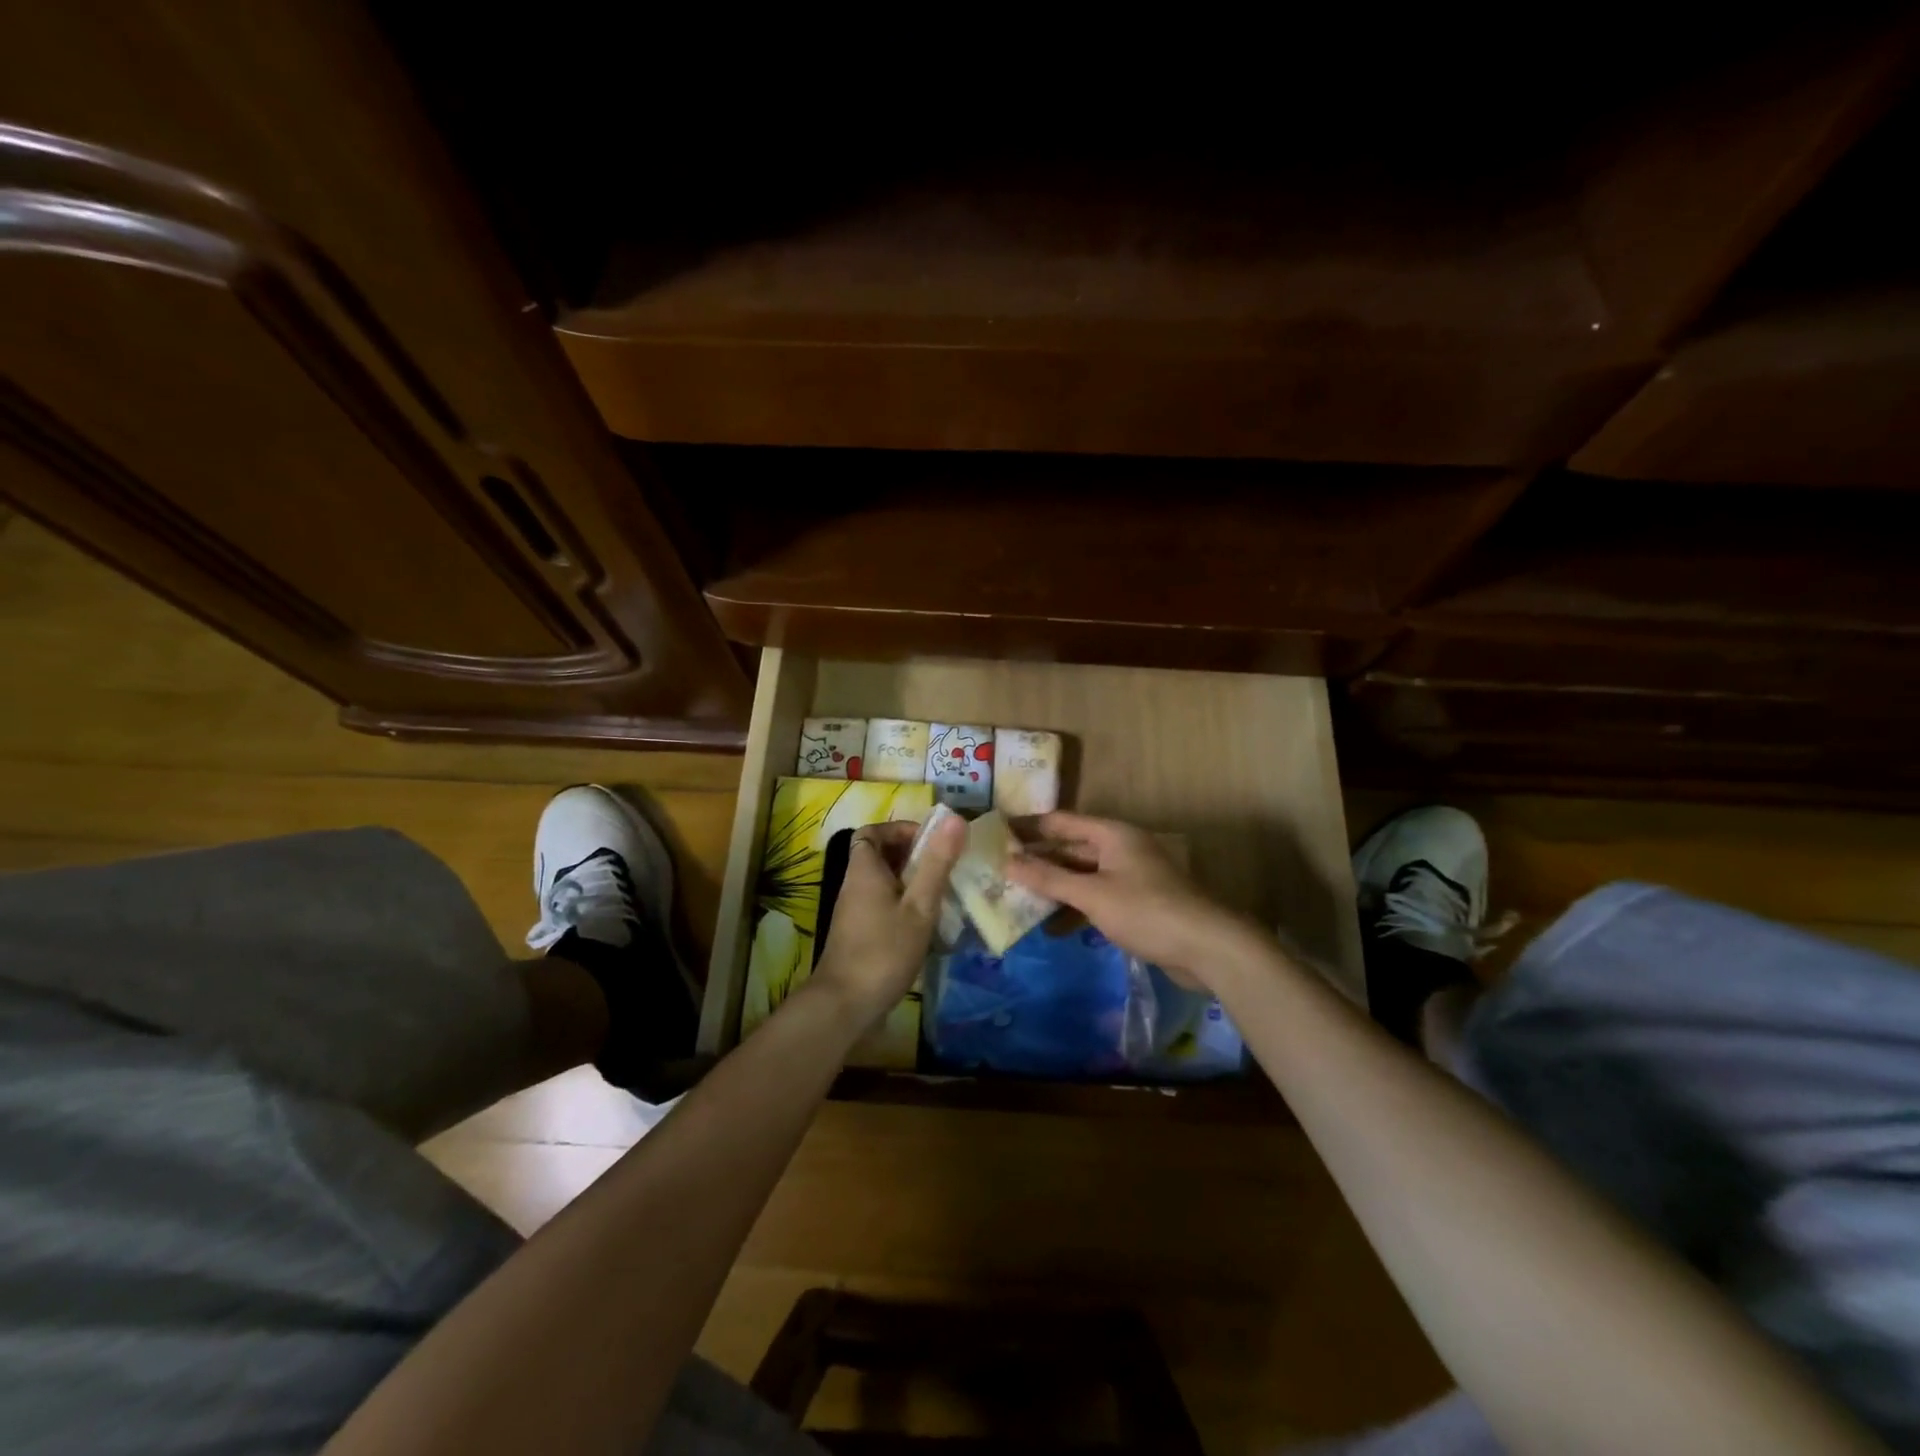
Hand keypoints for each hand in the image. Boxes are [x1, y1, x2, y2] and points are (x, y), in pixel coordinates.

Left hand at [809, 814, 965, 1026]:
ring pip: (883, 883)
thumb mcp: (919, 906)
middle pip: (879, 856)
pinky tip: (927, 925)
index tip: (930, 842)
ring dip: (911, 883)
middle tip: (944, 868)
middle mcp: (854, 885)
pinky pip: (882, 906)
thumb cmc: (884, 950)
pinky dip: (904, 906)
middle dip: (912, 856)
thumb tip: (955, 818)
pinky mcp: (859, 935)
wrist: (845, 1006)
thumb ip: (936, 863)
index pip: (872, 831)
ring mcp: (854, 912)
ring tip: (942, 895)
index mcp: (864, 869)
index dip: (900, 830)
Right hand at [1006, 812, 1257, 986]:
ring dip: (1053, 887)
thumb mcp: (1092, 894)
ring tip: (1016, 898)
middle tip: (998, 868)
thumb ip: (1049, 878)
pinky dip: (1074, 908)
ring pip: (1081, 875)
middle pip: (1070, 848)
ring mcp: (1129, 876)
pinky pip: (1095, 898)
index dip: (1028, 826)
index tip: (995, 831)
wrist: (1207, 947)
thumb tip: (1007, 862)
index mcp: (1111, 834)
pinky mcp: (1136, 904)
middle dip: (1037, 859)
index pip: (1060, 822)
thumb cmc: (1146, 910)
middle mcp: (1120, 848)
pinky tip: (1051, 927)